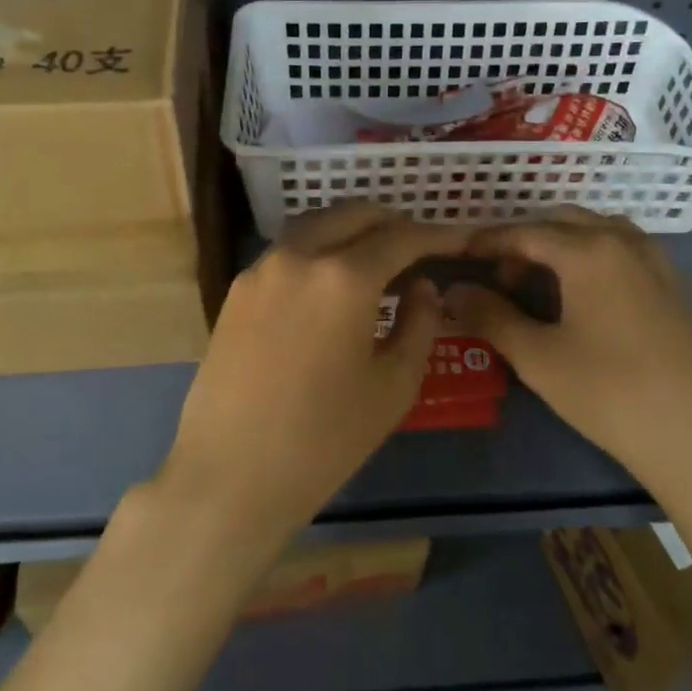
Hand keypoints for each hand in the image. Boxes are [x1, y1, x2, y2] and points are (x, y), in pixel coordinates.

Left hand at [159, 203, 466, 544]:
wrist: (228, 476)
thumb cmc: (323, 440)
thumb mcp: (392, 387)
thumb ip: (419, 324)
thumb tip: (422, 286)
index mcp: (343, 277)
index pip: (402, 237)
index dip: (439, 234)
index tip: (463, 237)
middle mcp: (299, 255)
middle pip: (354, 214)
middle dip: (394, 222)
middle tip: (420, 245)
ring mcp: (262, 267)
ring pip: (317, 224)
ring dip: (352, 228)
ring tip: (378, 256)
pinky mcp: (237, 288)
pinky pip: (289, 249)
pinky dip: (319, 248)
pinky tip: (331, 281)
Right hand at [445, 207, 691, 486]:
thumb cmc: (611, 394)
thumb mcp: (538, 358)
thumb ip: (490, 317)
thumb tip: (453, 291)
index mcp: (588, 250)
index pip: (525, 232)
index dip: (488, 241)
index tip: (460, 255)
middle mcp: (624, 242)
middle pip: (563, 222)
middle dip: (525, 242)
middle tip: (500, 279)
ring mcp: (657, 262)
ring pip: (598, 232)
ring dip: (562, 245)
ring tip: (542, 284)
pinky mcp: (677, 287)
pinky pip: (625, 251)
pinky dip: (594, 257)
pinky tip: (587, 298)